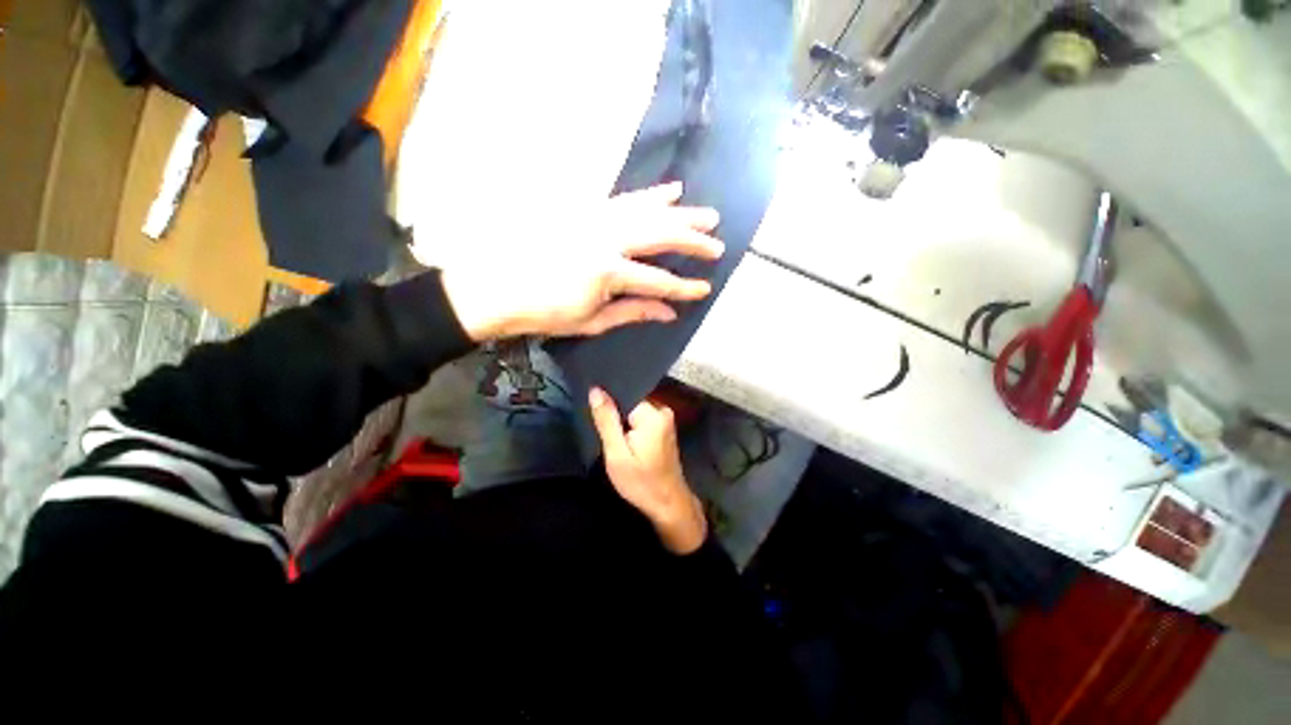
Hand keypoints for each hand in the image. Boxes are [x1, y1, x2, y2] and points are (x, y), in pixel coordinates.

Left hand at [441, 182, 722, 341]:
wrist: (497, 287)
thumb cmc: (545, 312)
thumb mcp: (592, 320)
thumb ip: (633, 311)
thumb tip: (669, 313)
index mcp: (607, 272)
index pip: (657, 281)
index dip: (684, 288)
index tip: (706, 289)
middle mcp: (606, 238)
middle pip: (660, 236)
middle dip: (693, 242)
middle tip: (718, 245)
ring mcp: (595, 217)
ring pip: (648, 211)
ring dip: (681, 213)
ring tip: (707, 215)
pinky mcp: (586, 208)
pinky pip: (625, 197)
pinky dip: (651, 194)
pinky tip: (671, 190)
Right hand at [589, 386, 706, 554]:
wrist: (668, 503)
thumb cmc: (642, 483)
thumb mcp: (617, 454)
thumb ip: (607, 421)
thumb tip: (596, 390)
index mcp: (652, 414)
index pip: (624, 393)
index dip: (607, 401)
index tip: (593, 410)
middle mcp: (662, 410)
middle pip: (630, 400)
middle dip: (614, 411)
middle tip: (600, 425)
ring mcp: (665, 418)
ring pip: (634, 409)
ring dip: (621, 419)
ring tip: (610, 431)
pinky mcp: (664, 427)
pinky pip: (641, 417)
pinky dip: (630, 425)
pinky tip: (622, 436)